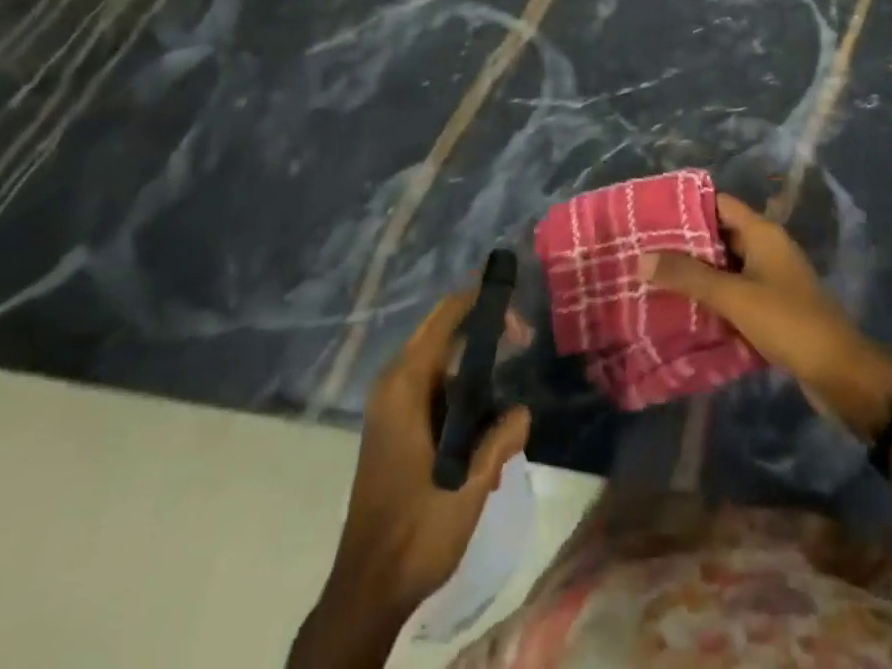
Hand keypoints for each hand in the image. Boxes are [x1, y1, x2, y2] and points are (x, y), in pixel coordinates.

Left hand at [329, 289, 532, 619]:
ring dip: (475, 369)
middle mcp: (393, 385)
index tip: (516, 303)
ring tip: (510, 389)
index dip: (480, 301)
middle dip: (482, 330)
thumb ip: (500, 440)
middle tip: (523, 338)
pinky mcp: (395, 428)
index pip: (445, 317)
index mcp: (405, 386)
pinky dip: (462, 395)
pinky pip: (434, 390)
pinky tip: (488, 428)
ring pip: (440, 364)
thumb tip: (523, 411)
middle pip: (442, 333)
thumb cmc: (416, 531)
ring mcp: (391, 407)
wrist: (367, 591)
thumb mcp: (469, 485)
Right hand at [641, 194, 891, 437]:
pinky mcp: (771, 309)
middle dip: (685, 244)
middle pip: (719, 236)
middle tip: (644, 251)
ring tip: (654, 279)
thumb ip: (688, 276)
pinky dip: (712, 299)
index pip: (719, 203)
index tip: (651, 214)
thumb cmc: (788, 322)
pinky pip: (734, 295)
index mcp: (763, 233)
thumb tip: (641, 257)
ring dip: (696, 275)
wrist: (840, 374)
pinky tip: (683, 311)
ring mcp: (770, 280)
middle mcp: (767, 249)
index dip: (687, 206)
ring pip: (725, 268)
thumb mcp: (734, 296)